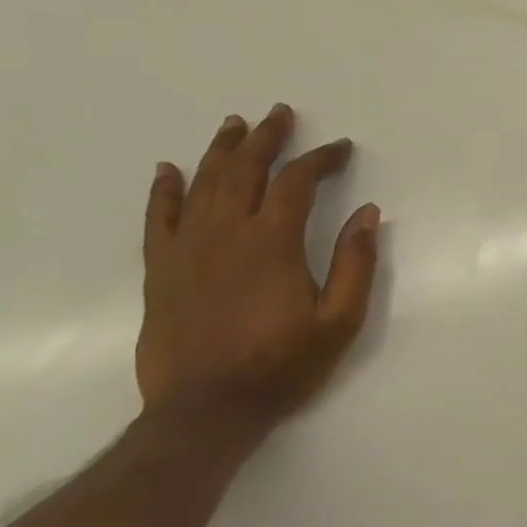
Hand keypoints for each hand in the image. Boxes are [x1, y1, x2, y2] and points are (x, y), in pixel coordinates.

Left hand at [135, 104, 379, 435]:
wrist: (206, 412)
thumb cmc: (282, 366)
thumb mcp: (340, 320)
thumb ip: (355, 263)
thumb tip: (367, 212)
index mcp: (273, 242)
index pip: (297, 182)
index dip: (321, 159)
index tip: (341, 148)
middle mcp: (226, 234)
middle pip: (245, 170)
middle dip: (266, 138)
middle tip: (280, 114)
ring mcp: (187, 250)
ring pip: (203, 184)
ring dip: (221, 150)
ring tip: (235, 125)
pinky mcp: (161, 271)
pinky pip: (158, 218)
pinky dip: (164, 190)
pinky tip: (169, 170)